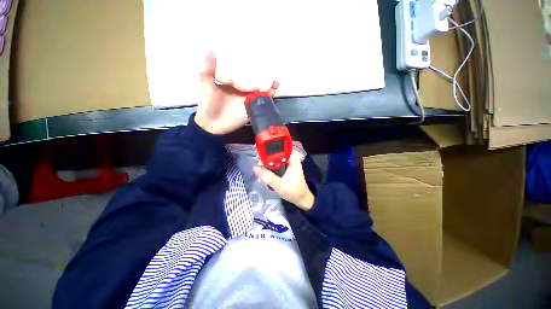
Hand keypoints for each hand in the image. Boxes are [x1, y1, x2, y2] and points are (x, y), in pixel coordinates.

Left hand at [194, 52, 278, 134]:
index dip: (255, 71)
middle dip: (265, 80)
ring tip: (275, 85)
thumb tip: (209, 50)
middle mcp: (242, 91)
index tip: (263, 65)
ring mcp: (247, 101)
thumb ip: (208, 71)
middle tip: (273, 77)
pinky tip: (271, 95)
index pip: (246, 75)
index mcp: (234, 83)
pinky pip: (260, 104)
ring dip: (268, 89)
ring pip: (260, 93)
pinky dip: (266, 100)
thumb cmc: (208, 104)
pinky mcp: (250, 110)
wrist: (211, 124)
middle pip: (256, 84)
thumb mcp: (207, 86)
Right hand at [253, 151, 314, 210]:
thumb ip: (267, 176)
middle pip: (274, 151)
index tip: (258, 154)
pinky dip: (269, 166)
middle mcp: (290, 156)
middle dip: (265, 157)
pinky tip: (265, 172)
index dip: (267, 148)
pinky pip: (275, 162)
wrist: (301, 198)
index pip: (278, 146)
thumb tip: (254, 167)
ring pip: (273, 157)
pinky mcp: (285, 166)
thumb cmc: (294, 191)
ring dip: (266, 162)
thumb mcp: (280, 185)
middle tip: (258, 165)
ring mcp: (287, 161)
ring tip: (260, 170)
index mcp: (292, 157)